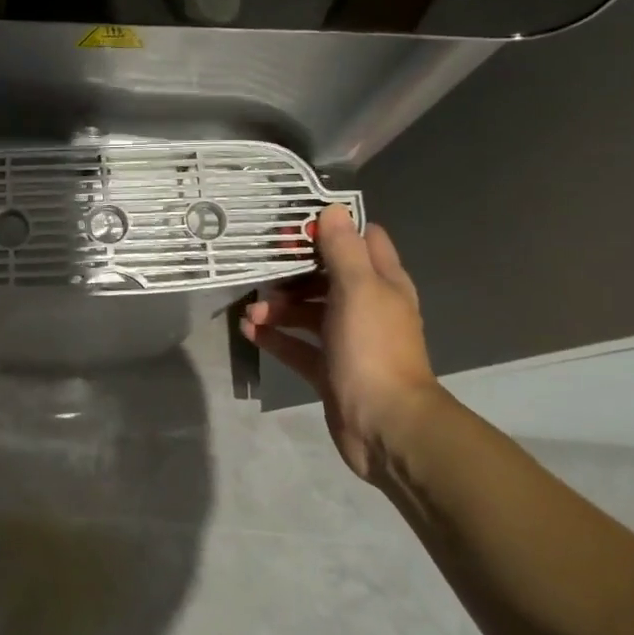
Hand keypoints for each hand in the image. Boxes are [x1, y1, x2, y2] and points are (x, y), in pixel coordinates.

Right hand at [240, 205, 441, 480]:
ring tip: (251, 312)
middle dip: (294, 271)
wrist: (385, 425)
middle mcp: (367, 308)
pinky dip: (274, 336)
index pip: (362, 241)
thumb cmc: (373, 348)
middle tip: (262, 269)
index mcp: (383, 284)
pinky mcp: (329, 369)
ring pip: (308, 312)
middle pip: (327, 276)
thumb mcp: (358, 289)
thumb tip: (332, 209)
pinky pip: (296, 346)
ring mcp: (348, 340)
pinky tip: (249, 331)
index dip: (332, 229)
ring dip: (279, 306)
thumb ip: (343, 249)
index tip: (296, 227)